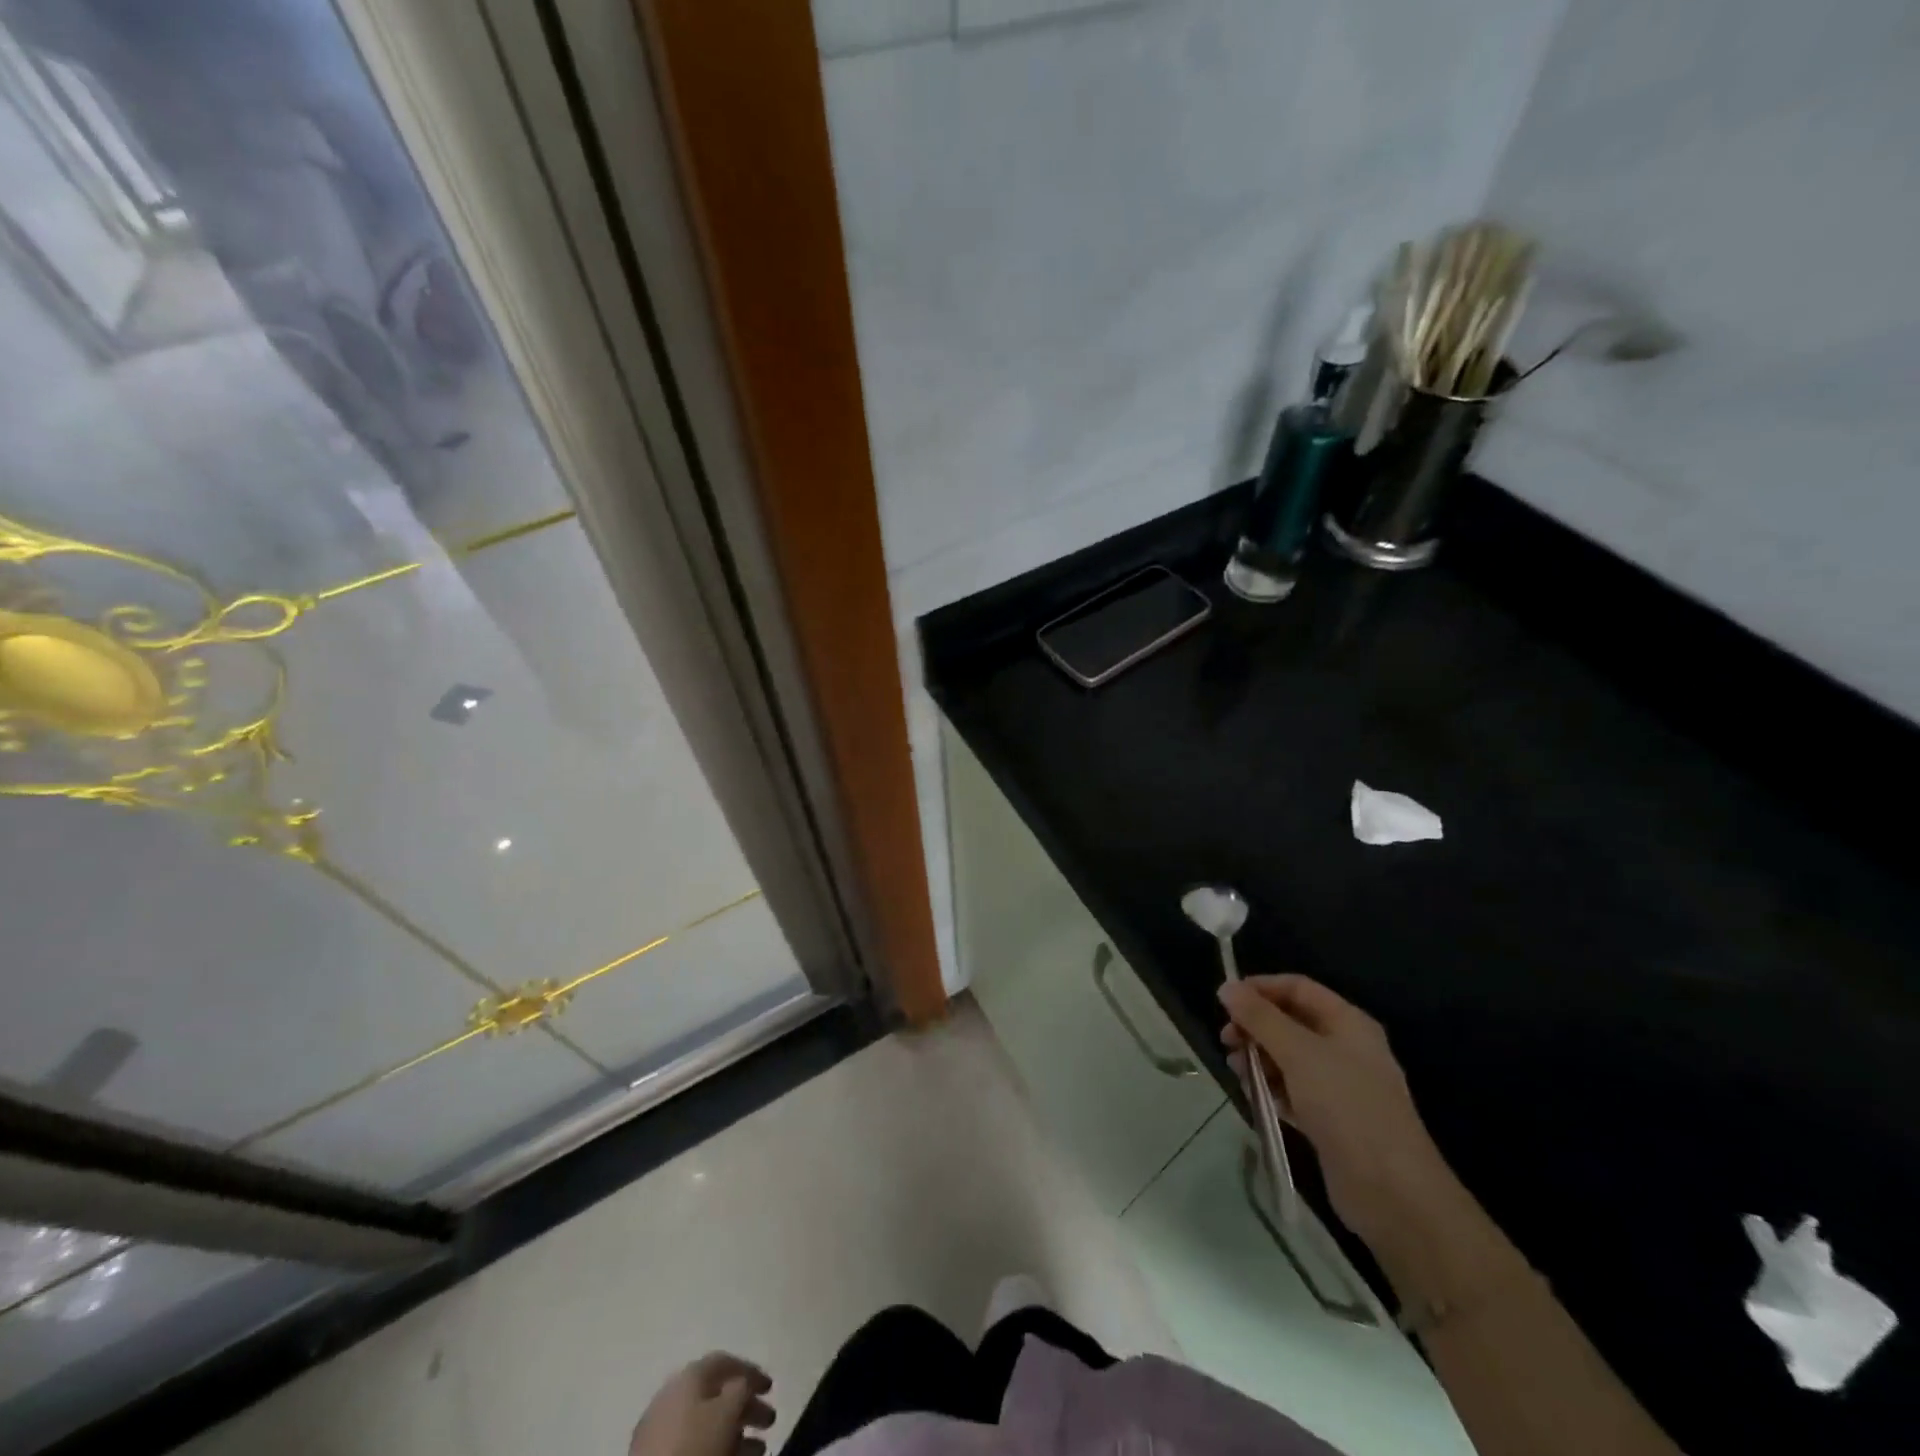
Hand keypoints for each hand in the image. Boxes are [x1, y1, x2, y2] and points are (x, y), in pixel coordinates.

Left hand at [630, 1353, 774, 1455]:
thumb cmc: (695, 1445)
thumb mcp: (727, 1412)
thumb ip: (741, 1389)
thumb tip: (743, 1385)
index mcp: (689, 1376)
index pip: (724, 1361)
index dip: (750, 1371)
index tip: (771, 1388)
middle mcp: (674, 1395)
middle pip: (717, 1394)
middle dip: (746, 1406)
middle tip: (770, 1420)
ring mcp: (662, 1429)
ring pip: (707, 1424)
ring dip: (737, 1433)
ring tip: (759, 1449)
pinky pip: (696, 1444)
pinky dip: (719, 1447)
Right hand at [1219, 974, 1458, 1256]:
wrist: (1392, 1192)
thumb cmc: (1346, 1106)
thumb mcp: (1298, 1052)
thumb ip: (1260, 1018)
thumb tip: (1226, 987)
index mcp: (1348, 1023)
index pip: (1297, 988)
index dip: (1261, 988)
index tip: (1225, 1000)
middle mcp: (1345, 1048)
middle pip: (1291, 1022)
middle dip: (1256, 1026)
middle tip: (1226, 1039)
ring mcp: (1339, 1086)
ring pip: (1288, 1057)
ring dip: (1259, 1057)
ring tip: (1237, 1070)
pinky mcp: (1330, 1119)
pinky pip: (1293, 1090)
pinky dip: (1271, 1087)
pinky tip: (1253, 1095)